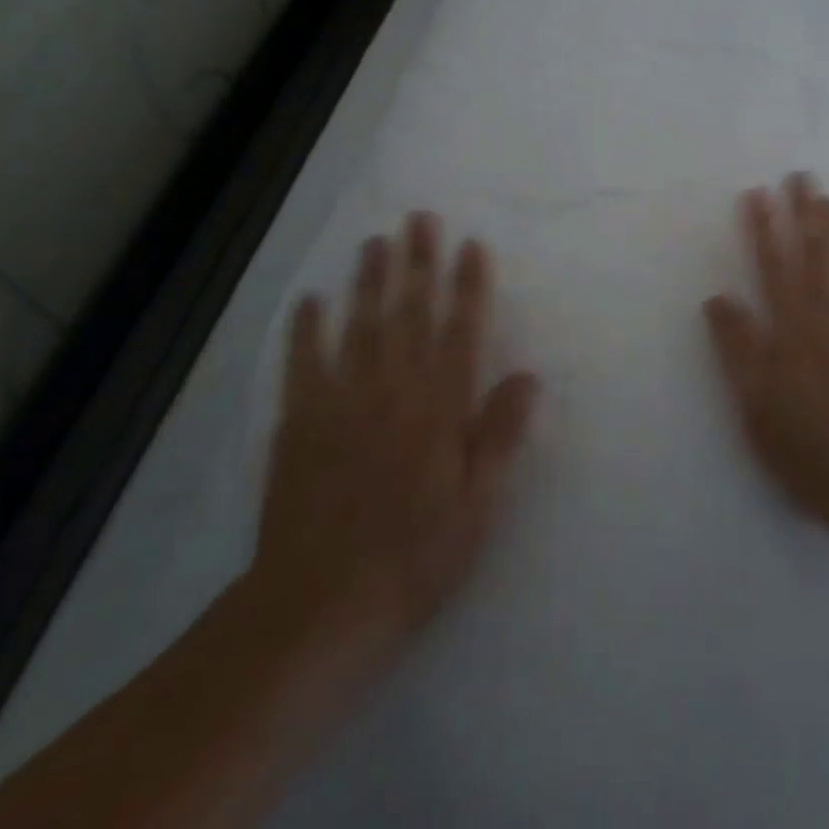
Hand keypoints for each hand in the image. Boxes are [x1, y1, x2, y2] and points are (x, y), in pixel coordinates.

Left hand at [250, 213, 540, 655]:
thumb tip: (529, 375)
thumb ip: (499, 436)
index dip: (468, 285)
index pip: (460, 332)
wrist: (318, 610)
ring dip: (369, 280)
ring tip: (376, 240)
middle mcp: (393, 391)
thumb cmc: (413, 559)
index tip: (472, 244)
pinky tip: (311, 298)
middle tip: (420, 218)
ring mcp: (342, 402)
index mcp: (439, 410)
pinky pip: (303, 363)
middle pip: (410, 314)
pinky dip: (306, 328)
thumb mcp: (477, 508)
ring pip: (360, 326)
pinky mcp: (300, 422)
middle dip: (418, 262)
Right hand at [704, 174, 828, 541]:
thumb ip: (737, 347)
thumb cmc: (809, 447)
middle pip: (818, 250)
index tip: (758, 193)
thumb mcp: (755, 404)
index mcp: (793, 325)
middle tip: (802, 177)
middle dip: (807, 210)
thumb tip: (717, 298)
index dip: (764, 226)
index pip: (773, 262)